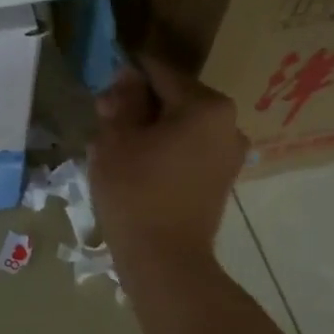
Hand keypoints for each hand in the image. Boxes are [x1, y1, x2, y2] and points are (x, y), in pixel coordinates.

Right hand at [90, 55, 248, 265]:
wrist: (165, 260)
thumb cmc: (135, 193)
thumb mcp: (117, 139)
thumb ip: (124, 100)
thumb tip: (128, 76)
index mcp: (206, 105)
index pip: (159, 72)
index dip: (127, 77)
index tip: (103, 89)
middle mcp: (229, 123)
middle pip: (175, 97)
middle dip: (140, 104)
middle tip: (105, 123)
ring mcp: (230, 153)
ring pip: (182, 124)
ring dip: (152, 128)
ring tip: (119, 148)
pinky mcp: (223, 178)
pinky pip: (191, 149)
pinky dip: (167, 149)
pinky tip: (140, 166)